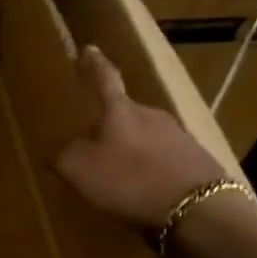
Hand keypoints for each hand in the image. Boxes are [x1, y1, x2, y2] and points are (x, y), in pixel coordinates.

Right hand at [54, 46, 229, 227]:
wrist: (199, 209)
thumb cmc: (131, 180)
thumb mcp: (80, 170)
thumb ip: (63, 155)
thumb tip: (57, 148)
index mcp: (121, 111)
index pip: (104, 80)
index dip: (94, 65)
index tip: (88, 48)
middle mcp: (152, 115)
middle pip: (125, 113)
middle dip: (109, 125)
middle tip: (93, 143)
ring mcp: (179, 137)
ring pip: (145, 137)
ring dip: (131, 150)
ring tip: (119, 175)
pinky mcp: (197, 161)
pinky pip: (164, 160)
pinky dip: (151, 170)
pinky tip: (145, 191)